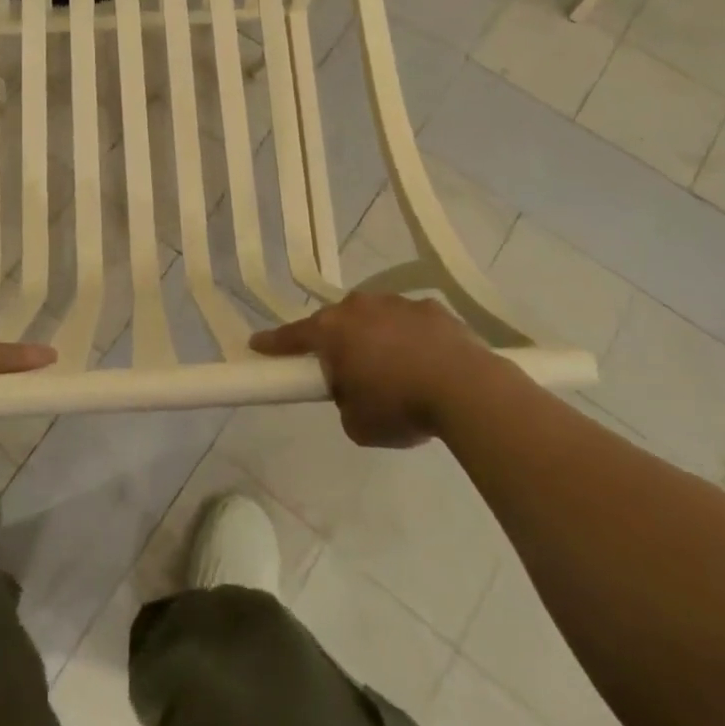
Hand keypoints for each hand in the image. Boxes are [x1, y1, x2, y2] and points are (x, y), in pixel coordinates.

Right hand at [250, 292, 489, 447]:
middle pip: (337, 323)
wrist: (468, 389)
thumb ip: (344, 401)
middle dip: (338, 344)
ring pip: (375, 319)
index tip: (256, 345)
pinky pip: (410, 324)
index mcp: (332, 330)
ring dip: (377, 339)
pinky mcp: (432, 308)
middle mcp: (359, 307)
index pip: (292, 336)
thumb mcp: (357, 423)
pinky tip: (427, 365)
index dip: (273, 344)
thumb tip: (353, 390)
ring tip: (396, 373)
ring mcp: (397, 303)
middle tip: (347, 373)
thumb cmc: (401, 406)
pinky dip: (411, 340)